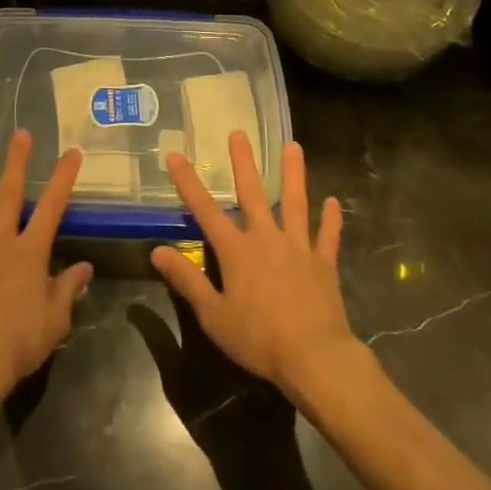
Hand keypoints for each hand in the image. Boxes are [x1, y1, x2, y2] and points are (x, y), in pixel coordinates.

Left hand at [0, 130, 92, 404]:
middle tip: (21, 132)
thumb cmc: (18, 345)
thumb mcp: (55, 321)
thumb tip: (84, 267)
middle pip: (10, 195)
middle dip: (18, 162)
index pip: (52, 208)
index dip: (63, 179)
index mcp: (30, 254)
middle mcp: (0, 242)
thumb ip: (68, 289)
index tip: (72, 152)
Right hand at [150, 135, 359, 403]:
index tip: (175, 155)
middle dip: (243, 162)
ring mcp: (298, 247)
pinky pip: (327, 236)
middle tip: (239, 133)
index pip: (205, 210)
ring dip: (293, 174)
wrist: (315, 357)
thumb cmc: (259, 339)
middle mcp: (266, 238)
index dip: (188, 182)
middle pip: (253, 193)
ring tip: (293, 146)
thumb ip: (187, 280)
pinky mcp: (323, 263)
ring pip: (294, 203)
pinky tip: (333, 201)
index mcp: (236, 251)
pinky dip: (331, 219)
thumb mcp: (213, 315)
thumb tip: (157, 250)